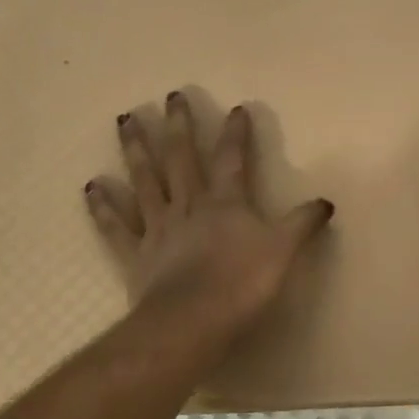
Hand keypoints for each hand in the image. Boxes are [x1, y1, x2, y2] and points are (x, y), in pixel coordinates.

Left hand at [86, 92, 334, 355]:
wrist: (192, 322)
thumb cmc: (241, 285)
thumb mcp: (283, 252)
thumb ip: (302, 224)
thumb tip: (326, 201)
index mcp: (225, 203)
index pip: (232, 159)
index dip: (235, 134)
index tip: (236, 108)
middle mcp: (189, 206)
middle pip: (182, 158)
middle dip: (178, 126)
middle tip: (171, 97)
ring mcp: (158, 227)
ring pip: (145, 180)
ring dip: (135, 149)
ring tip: (124, 119)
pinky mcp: (136, 254)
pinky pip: (116, 226)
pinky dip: (103, 207)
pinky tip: (91, 186)